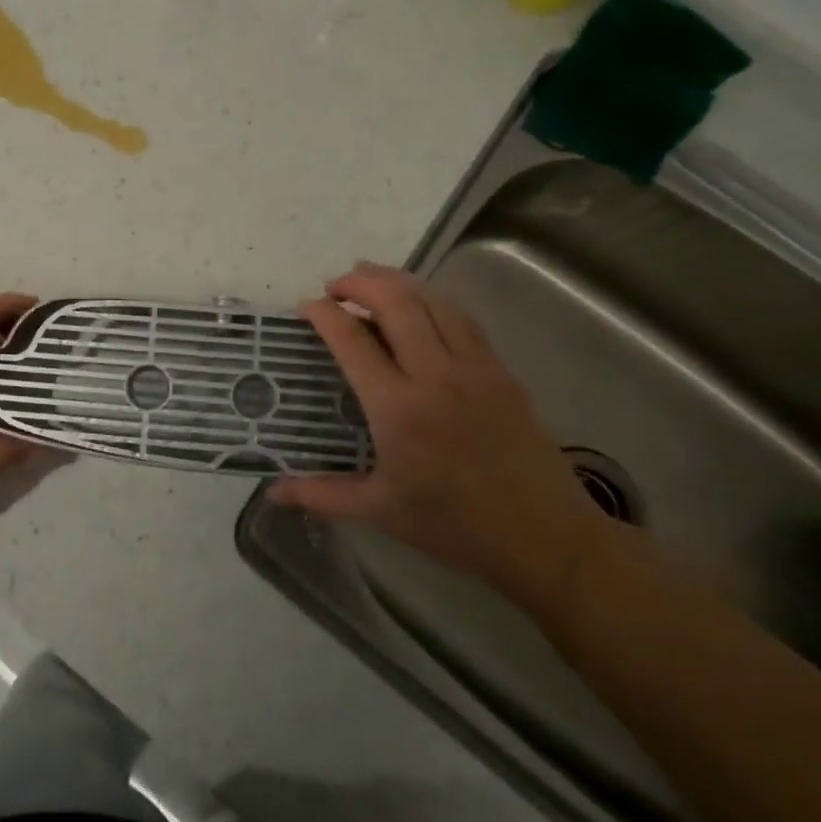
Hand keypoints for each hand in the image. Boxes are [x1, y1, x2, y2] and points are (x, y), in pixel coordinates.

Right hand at [271, 264, 610, 616]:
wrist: (546, 539)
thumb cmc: (456, 527)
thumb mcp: (382, 513)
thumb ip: (322, 495)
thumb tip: (274, 490)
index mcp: (398, 409)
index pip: (352, 340)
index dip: (323, 314)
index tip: (305, 307)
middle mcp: (435, 375)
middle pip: (395, 301)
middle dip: (359, 282)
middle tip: (335, 286)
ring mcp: (474, 368)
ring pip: (432, 300)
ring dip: (396, 281)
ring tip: (371, 281)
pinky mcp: (501, 370)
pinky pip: (462, 318)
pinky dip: (432, 300)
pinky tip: (420, 307)